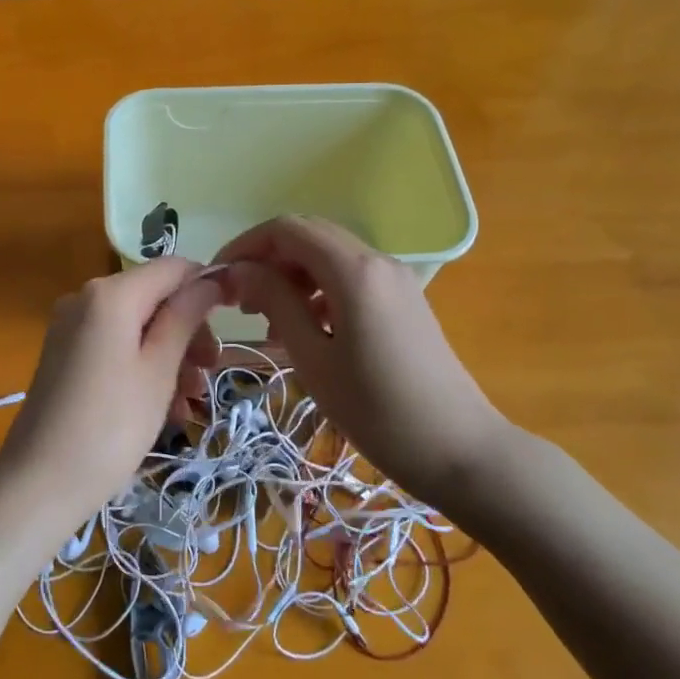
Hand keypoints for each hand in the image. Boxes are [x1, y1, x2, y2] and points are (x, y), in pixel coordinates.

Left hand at [0, 258, 224, 528]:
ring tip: (192, 401)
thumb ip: (185, 317)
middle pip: (153, 298)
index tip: (233, 320)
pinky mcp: (64, 356)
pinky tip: (165, 409)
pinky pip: (114, 347)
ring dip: (170, 357)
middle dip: (188, 331)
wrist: (39, 483)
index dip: (206, 287)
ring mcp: (70, 328)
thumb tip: (211, 278)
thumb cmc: (111, 425)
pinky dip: (142, 368)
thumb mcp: (159, 370)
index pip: (172, 268)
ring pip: (136, 327)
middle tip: (210, 373)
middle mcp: (85, 299)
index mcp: (110, 294)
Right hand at [215, 217, 516, 504]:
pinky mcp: (404, 300)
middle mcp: (377, 260)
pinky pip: (350, 277)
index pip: (287, 229)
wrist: (460, 449)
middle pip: (309, 236)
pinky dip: (318, 289)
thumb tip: (238, 270)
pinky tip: (306, 329)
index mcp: (353, 270)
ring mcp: (395, 279)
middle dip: (267, 258)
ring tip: (268, 321)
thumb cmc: (377, 410)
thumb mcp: (314, 358)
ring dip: (292, 275)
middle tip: (239, 300)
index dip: (246, 245)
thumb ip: (274, 303)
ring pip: (329, 256)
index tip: (219, 279)